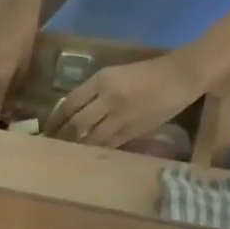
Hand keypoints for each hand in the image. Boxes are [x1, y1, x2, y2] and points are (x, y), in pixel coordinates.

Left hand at [50, 51, 207, 148]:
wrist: (182, 76)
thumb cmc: (148, 73)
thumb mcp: (116, 75)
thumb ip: (94, 92)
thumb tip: (71, 113)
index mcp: (102, 80)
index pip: (69, 103)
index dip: (56, 118)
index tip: (47, 128)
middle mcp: (107, 99)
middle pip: (75, 123)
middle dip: (61, 136)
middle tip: (50, 146)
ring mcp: (119, 117)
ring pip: (88, 138)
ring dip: (75, 147)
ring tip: (63, 154)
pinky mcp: (130, 132)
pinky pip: (105, 145)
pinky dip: (92, 151)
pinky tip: (84, 155)